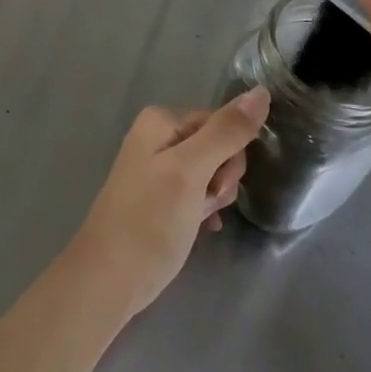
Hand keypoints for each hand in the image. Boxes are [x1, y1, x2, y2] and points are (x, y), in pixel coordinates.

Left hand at [64, 89, 268, 322]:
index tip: (215, 185)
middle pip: (216, 146)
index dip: (229, 156)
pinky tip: (201, 228)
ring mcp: (156, 168)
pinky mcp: (159, 198)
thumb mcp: (191, 171)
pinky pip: (196, 193)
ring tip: (195, 220)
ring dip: (213, 196)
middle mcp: (157, 136)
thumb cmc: (150, 221)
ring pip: (209, 172)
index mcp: (161, 120)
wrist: (108, 280)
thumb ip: (226, 132)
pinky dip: (203, 209)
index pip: (220, 122)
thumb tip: (262, 91)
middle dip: (221, 178)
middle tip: (203, 203)